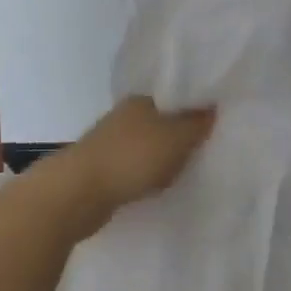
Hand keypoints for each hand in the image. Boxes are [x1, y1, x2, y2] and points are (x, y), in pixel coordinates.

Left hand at [61, 96, 214, 223]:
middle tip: (202, 152)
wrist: (78, 193)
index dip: (194, 110)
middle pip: (161, 122)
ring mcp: (109, 142)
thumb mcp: (176, 137)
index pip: (174, 97)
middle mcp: (124, 116)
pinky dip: (145, 176)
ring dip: (161, 159)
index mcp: (141, 100)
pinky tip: (155, 188)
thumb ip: (197, 123)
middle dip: (178, 137)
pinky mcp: (101, 169)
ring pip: (146, 146)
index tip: (213, 126)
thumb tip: (212, 107)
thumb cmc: (132, 158)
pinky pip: (133, 168)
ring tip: (182, 173)